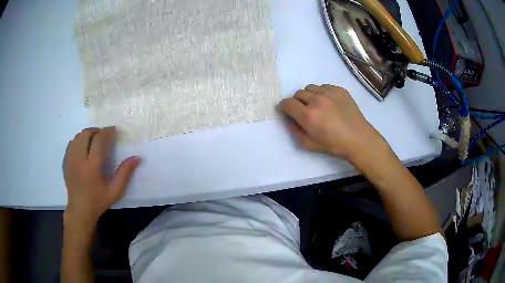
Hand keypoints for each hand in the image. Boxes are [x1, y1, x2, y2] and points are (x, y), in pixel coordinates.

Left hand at [63, 127, 140, 225]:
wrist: (79, 210)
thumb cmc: (98, 201)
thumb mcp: (115, 191)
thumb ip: (125, 173)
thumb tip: (137, 158)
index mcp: (92, 167)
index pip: (98, 140)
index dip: (107, 132)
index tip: (113, 130)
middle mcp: (79, 160)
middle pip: (86, 134)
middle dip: (96, 130)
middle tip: (103, 135)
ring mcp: (70, 160)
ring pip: (77, 137)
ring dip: (87, 134)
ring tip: (94, 139)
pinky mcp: (65, 162)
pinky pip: (71, 143)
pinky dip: (79, 140)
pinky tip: (84, 147)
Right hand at [279, 84, 386, 162]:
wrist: (358, 139)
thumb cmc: (334, 145)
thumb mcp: (309, 145)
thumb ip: (294, 131)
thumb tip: (289, 119)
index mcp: (308, 115)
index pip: (287, 103)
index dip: (283, 107)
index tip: (285, 111)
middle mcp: (317, 100)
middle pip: (298, 93)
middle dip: (296, 102)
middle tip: (303, 111)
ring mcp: (329, 93)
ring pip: (310, 88)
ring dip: (309, 96)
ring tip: (317, 105)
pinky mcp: (339, 90)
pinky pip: (324, 86)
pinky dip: (322, 93)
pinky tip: (329, 103)